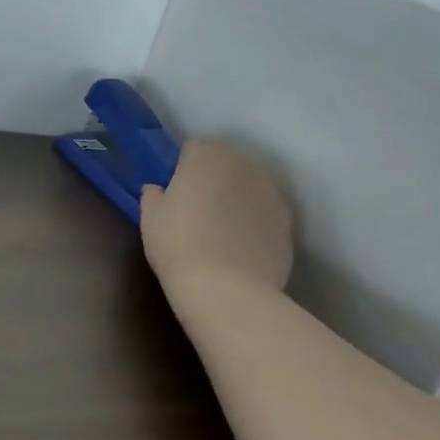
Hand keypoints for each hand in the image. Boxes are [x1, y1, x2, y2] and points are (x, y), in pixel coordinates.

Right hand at [140, 140, 292, 291]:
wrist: (228, 290)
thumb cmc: (178, 245)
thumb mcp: (150, 219)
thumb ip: (153, 196)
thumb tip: (158, 191)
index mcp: (207, 155)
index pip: (193, 150)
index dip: (183, 171)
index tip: (175, 196)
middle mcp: (244, 165)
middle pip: (226, 164)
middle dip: (214, 180)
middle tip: (197, 213)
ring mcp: (272, 193)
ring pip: (249, 188)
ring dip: (237, 200)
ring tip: (222, 233)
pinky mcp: (289, 222)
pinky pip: (265, 214)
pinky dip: (255, 224)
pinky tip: (241, 249)